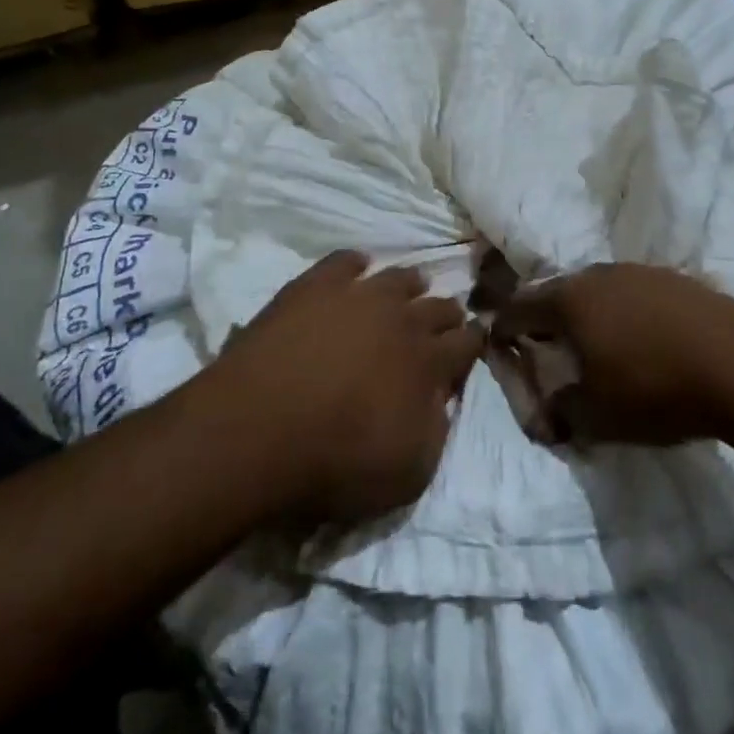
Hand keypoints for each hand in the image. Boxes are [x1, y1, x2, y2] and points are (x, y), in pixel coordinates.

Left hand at [211, 251, 480, 522]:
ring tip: (412, 287)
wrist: (258, 428)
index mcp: (429, 362)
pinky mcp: (315, 285)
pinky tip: (357, 266)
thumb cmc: (337, 461)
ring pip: (398, 278)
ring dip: (410, 285)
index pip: (467, 343)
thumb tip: (442, 400)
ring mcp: (358, 295)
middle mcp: (402, 319)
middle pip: (439, 306)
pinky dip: (356, 263)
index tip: (475, 340)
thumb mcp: (409, 472)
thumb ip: (436, 430)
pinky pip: (345, 261)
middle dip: (447, 314)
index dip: (474, 341)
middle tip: (446, 319)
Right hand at [490, 263, 733, 446]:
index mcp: (570, 300)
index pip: (520, 308)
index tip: (500, 342)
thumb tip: (547, 414)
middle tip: (547, 345)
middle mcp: (599, 275)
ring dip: (589, 313)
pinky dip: (626, 312)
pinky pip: (634, 293)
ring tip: (597, 343)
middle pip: (558, 292)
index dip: (505, 327)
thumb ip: (562, 412)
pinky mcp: (677, 279)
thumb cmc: (655, 388)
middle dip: (547, 318)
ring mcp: (640, 272)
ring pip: (598, 289)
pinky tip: (643, 338)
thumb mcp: (598, 416)